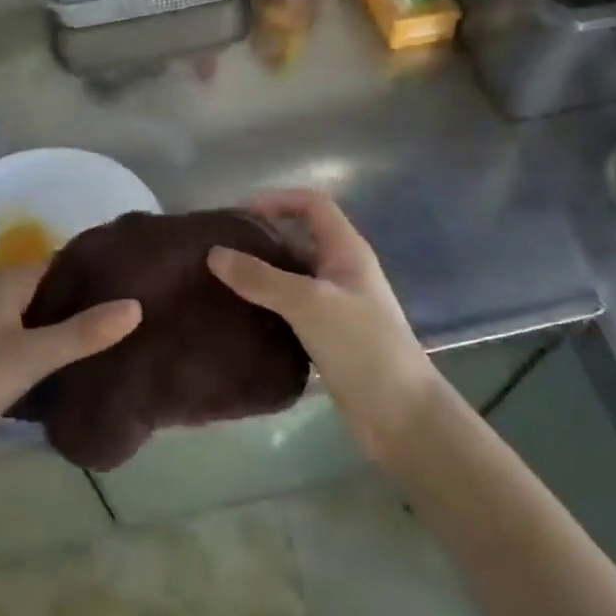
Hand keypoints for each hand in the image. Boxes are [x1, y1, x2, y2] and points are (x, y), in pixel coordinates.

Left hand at [0, 263, 140, 448]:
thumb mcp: (29, 356)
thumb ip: (82, 333)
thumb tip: (136, 305)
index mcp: (8, 281)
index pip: (64, 261)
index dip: (99, 270)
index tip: (139, 281)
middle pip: (53, 289)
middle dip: (90, 301)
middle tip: (138, 315)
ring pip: (40, 317)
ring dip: (72, 327)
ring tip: (119, 340)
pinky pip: (27, 341)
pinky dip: (51, 349)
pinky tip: (77, 368)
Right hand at [209, 189, 439, 459]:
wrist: (402, 416)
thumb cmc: (362, 345)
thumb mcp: (308, 303)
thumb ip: (261, 278)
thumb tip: (214, 254)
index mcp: (347, 250)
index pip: (313, 205)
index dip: (279, 199)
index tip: (240, 213)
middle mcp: (343, 271)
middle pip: (300, 238)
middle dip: (263, 237)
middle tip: (221, 248)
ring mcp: (338, 305)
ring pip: (294, 276)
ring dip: (263, 274)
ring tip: (222, 279)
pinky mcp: (330, 337)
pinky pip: (293, 309)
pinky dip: (268, 306)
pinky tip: (242, 315)